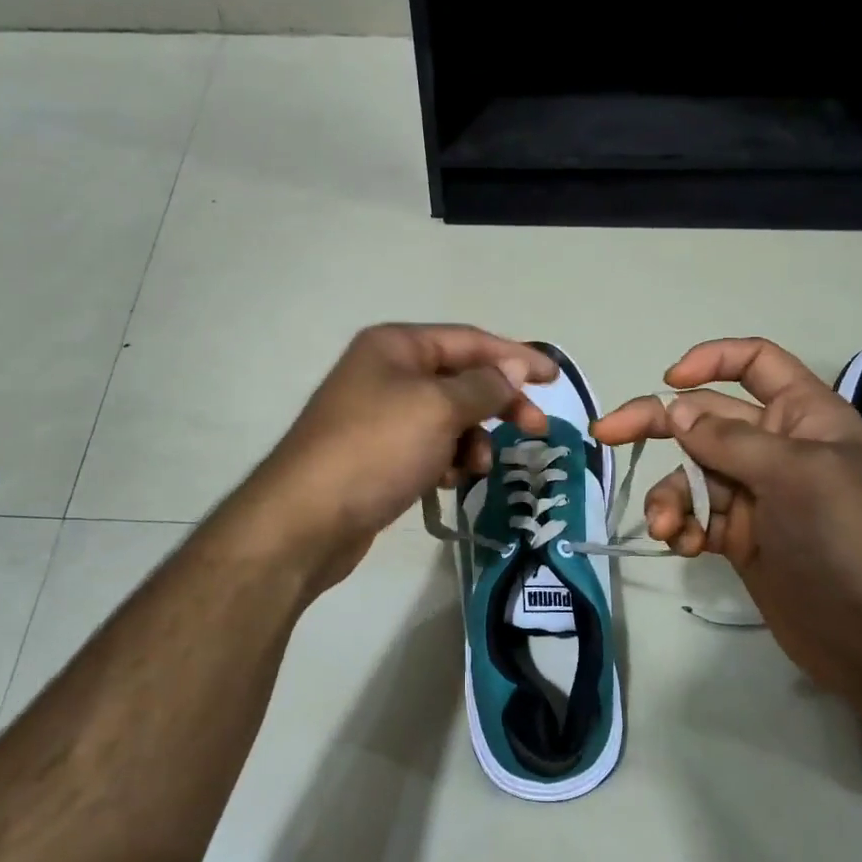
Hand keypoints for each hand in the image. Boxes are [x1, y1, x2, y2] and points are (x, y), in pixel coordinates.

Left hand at [234, 324, 554, 590]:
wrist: (307, 520)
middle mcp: (387, 373)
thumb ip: (484, 385)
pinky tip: (448, 481)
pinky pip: (429, 446)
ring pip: (448, 418)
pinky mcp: (379, 455)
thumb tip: (514, 366)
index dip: (515, 356)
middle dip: (498, 403)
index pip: (469, 340)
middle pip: (461, 379)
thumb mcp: (438, 408)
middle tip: (535, 430)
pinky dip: (447, 459)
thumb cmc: (376, 449)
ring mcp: (381, 416)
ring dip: (472, 439)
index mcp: (396, 346)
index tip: (555, 378)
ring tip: (474, 466)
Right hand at [593, 338, 861, 701]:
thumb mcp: (795, 475)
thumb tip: (675, 412)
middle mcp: (776, 446)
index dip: (711, 360)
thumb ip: (730, 440)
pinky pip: (694, 515)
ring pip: (690, 473)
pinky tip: (686, 547)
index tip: (669, 380)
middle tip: (605, 435)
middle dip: (656, 426)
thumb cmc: (847, 539)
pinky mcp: (738, 534)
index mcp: (804, 415)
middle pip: (703, 417)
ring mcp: (754, 492)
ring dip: (670, 496)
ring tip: (667, 527)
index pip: (756, 362)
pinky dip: (682, 527)